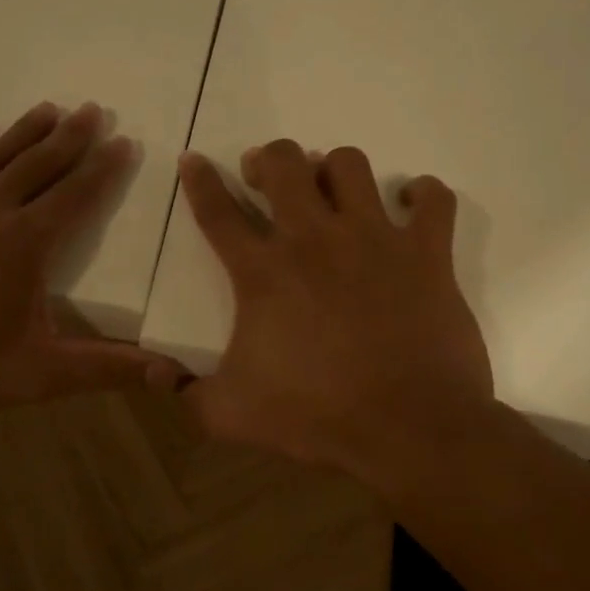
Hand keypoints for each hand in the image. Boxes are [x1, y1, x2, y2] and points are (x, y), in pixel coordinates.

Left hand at [0, 103, 183, 419]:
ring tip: (49, 109)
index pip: (77, 195)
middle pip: (39, 162)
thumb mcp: (36, 374)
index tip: (123, 142)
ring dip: (24, 131)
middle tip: (92, 110)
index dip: (105, 169)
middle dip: (71, 136)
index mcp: (24, 244)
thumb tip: (170, 373)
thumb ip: (103, 368)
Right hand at [175, 140, 494, 492]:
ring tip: (330, 192)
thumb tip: (157, 373)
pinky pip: (433, 199)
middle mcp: (315, 240)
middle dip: (267, 159)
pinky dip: (421, 195)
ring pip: (350, 165)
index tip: (192, 159)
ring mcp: (375, 239)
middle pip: (284, 164)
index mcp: (264, 274)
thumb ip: (186, 392)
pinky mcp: (427, 254)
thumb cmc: (316, 417)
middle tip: (264, 178)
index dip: (199, 181)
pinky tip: (409, 206)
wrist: (411, 430)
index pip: (218, 212)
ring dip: (333, 169)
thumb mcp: (230, 415)